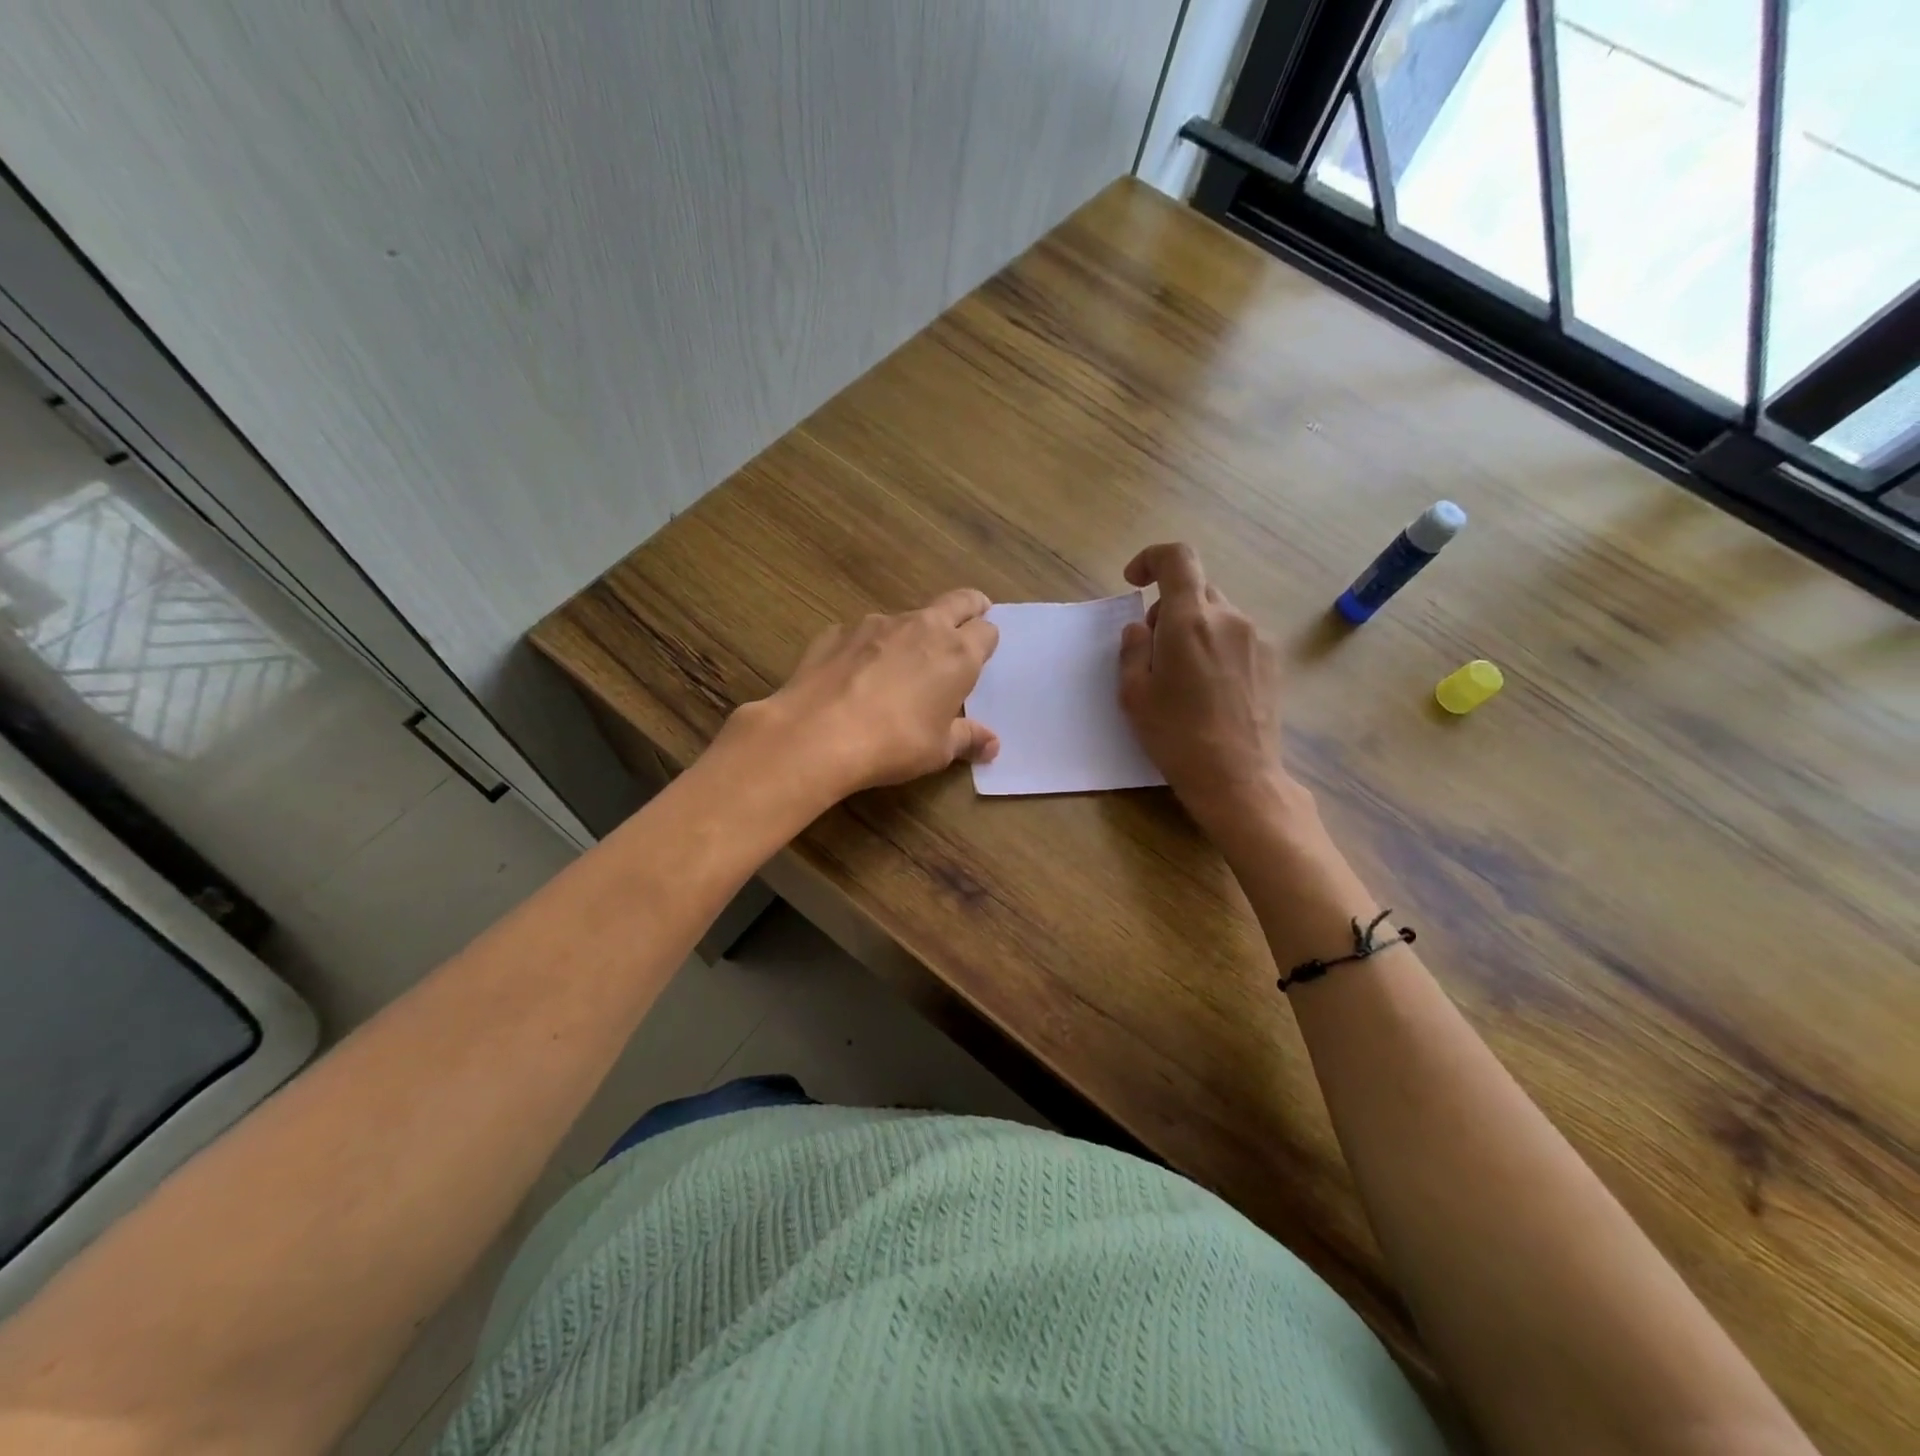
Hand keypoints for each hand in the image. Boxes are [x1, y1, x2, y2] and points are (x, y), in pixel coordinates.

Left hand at [729, 589, 1000, 802]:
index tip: (983, 651)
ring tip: (900, 665)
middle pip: (956, 601)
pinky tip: (854, 676)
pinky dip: (868, 648)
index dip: (986, 640)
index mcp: (957, 653)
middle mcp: (922, 627)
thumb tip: (992, 745)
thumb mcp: (938, 751)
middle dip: (968, 607)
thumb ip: (967, 739)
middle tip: (969, 619)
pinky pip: (863, 634)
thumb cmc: (894, 743)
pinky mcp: (838, 631)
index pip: (986, 631)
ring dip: (912, 633)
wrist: (818, 734)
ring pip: (906, 618)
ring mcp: (876, 623)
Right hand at [1118, 543, 1291, 833]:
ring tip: (1182, 676)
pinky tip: (1210, 688)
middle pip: (1196, 589)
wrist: (1238, 778)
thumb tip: (1140, 629)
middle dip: (1169, 608)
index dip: (1152, 558)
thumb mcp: (1135, 695)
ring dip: (1194, 629)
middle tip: (1153, 650)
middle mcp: (1229, 618)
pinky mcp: (1272, 661)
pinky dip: (1216, 646)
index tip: (1134, 582)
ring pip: (1217, 614)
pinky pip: (1236, 636)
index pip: (1177, 558)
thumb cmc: (1177, 737)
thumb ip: (1132, 651)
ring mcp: (1256, 638)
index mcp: (1190, 621)